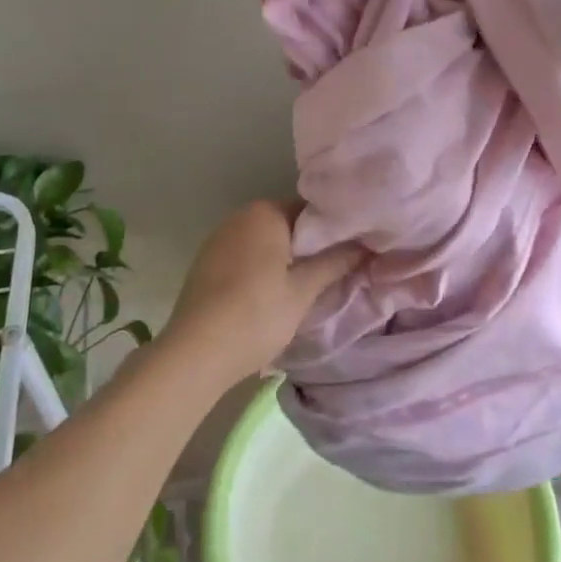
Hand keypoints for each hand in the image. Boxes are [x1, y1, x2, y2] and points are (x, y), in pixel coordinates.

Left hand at [162, 201, 360, 385]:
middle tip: (331, 273)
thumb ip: (335, 262)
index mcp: (265, 212)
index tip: (349, 252)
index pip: (310, 210)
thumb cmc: (256, 315)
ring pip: (264, 241)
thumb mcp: (303, 291)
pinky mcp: (206, 261)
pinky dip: (259, 268)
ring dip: (282, 258)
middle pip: (286, 224)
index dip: (332, 231)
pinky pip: (244, 255)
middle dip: (307, 246)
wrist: (195, 352)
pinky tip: (267, 295)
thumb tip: (365, 245)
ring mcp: (219, 237)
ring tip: (303, 287)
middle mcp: (240, 215)